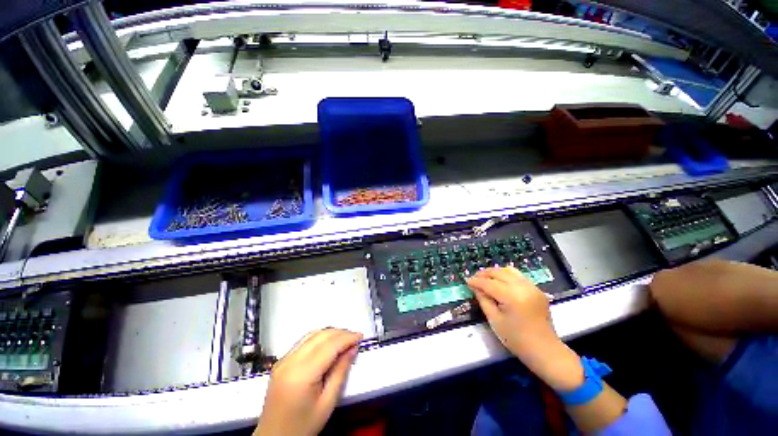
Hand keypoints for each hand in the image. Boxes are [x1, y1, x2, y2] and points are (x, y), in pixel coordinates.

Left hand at [254, 329, 362, 435]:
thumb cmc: (303, 425)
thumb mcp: (327, 403)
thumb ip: (341, 372)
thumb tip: (352, 348)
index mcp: (302, 374)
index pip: (329, 346)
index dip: (347, 338)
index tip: (360, 336)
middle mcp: (290, 361)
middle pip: (320, 336)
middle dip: (340, 333)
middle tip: (355, 337)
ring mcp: (283, 360)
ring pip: (311, 335)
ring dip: (330, 333)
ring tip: (345, 339)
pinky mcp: (281, 361)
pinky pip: (303, 342)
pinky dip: (319, 338)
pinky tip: (328, 344)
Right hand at [467, 266, 555, 358]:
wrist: (545, 351)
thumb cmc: (517, 340)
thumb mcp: (494, 320)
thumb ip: (483, 300)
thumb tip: (475, 287)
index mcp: (512, 297)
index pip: (489, 283)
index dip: (476, 281)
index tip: (467, 281)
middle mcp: (523, 287)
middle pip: (499, 273)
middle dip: (484, 274)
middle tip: (475, 279)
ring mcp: (532, 287)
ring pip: (509, 270)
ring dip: (496, 272)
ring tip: (486, 278)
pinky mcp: (537, 290)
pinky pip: (518, 276)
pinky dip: (506, 276)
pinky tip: (500, 283)